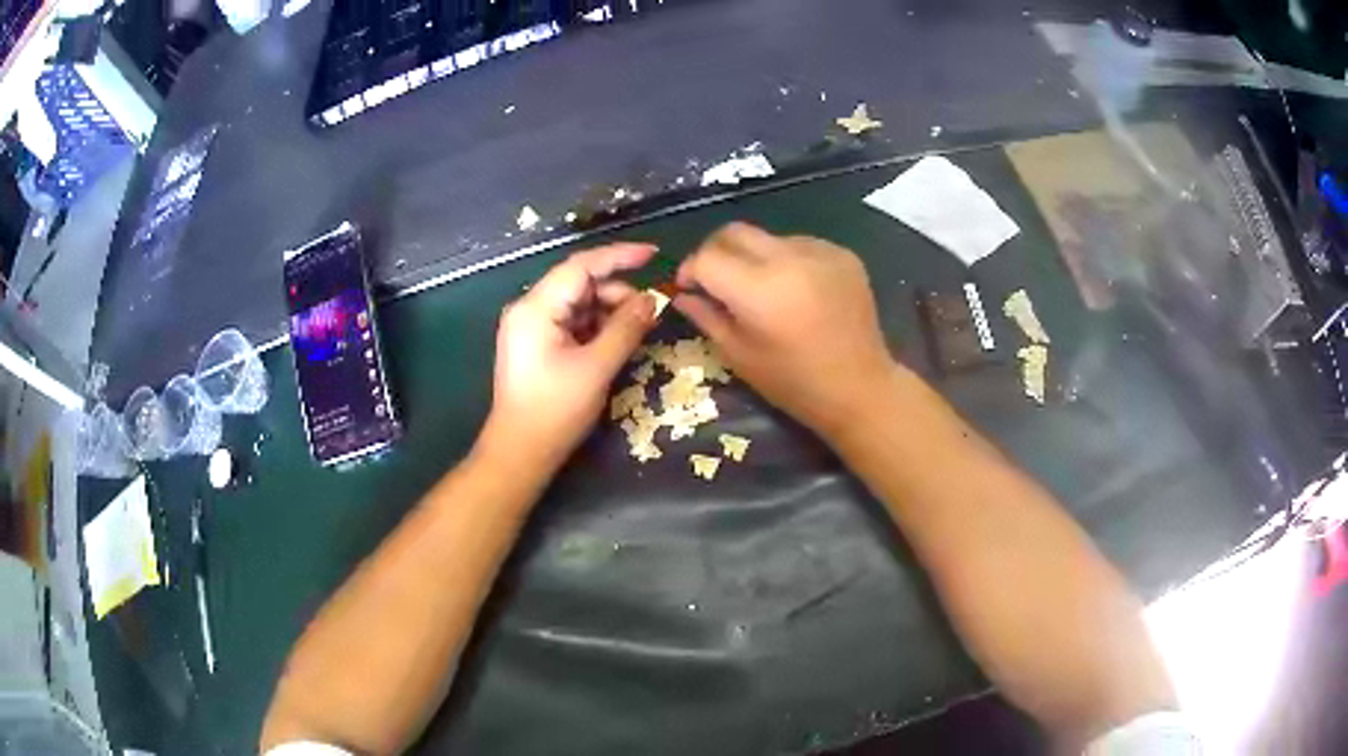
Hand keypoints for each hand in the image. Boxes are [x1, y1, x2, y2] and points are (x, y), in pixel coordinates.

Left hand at [482, 243, 657, 469]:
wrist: (519, 453)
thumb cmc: (555, 411)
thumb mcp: (597, 367)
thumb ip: (626, 328)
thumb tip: (651, 298)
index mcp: (535, 308)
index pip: (581, 266)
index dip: (619, 256)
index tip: (654, 255)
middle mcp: (528, 309)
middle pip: (579, 284)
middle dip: (617, 292)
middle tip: (651, 312)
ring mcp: (530, 327)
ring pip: (578, 303)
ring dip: (609, 311)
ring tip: (637, 331)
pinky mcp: (536, 345)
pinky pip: (571, 322)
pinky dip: (596, 327)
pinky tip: (616, 341)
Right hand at [673, 223, 893, 438]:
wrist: (859, 388)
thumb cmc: (794, 383)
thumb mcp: (739, 355)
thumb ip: (706, 316)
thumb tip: (682, 294)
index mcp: (758, 290)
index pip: (707, 258)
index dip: (690, 269)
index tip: (688, 287)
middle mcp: (788, 259)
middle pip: (733, 232)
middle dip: (715, 251)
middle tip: (715, 279)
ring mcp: (820, 251)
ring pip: (767, 237)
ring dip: (753, 256)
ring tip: (761, 288)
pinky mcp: (843, 254)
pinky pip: (800, 244)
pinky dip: (787, 260)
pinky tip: (795, 289)